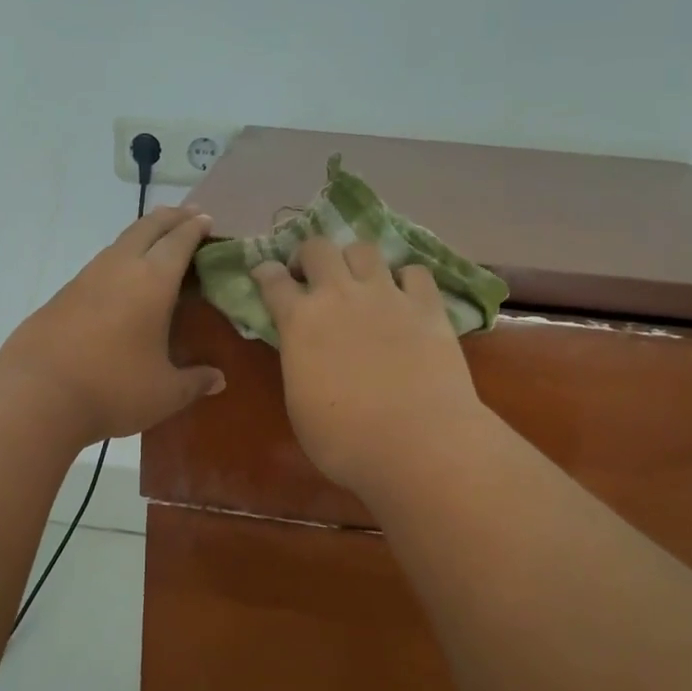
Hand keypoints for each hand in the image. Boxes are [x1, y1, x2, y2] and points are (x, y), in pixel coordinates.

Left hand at [0, 205, 224, 444]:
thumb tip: (219, 380)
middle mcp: (119, 268)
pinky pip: (100, 265)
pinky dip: (120, 260)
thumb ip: (195, 382)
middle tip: (188, 215)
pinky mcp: (63, 295)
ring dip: (143, 236)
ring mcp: (86, 278)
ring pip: (120, 243)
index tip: (207, 221)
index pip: (179, 242)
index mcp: (152, 282)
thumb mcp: (164, 393)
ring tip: (157, 244)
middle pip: (147, 228)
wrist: (36, 396)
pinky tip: (122, 281)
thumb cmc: (113, 389)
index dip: (195, 228)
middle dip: (170, 218)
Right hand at [252, 238, 485, 502]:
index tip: (264, 273)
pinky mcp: (427, 305)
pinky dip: (405, 279)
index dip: (265, 273)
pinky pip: (414, 272)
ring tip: (359, 281)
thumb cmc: (345, 440)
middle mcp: (339, 295)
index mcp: (299, 321)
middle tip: (311, 277)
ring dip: (354, 260)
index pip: (273, 280)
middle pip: (317, 247)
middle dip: (309, 256)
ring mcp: (386, 295)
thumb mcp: (299, 403)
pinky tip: (405, 297)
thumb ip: (298, 363)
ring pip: (364, 249)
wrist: (416, 443)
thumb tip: (305, 351)